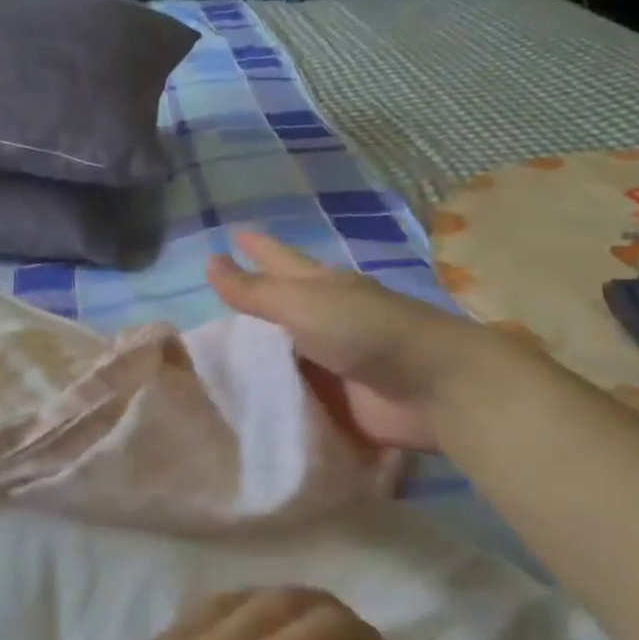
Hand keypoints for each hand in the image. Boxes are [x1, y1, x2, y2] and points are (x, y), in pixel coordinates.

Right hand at [208, 230, 493, 452]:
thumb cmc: (366, 332)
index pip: (278, 261)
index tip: (232, 234)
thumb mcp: (303, 305)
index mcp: (319, 288)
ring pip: (280, 356)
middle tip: (207, 308)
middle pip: (278, 310)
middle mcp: (323, 321)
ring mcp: (329, 363)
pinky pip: (290, 397)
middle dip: (249, 306)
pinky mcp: (333, 402)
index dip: (257, 249)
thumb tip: (209, 262)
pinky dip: (268, 398)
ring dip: (252, 360)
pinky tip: (238, 405)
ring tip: (209, 363)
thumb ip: (255, 292)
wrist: (432, 388)